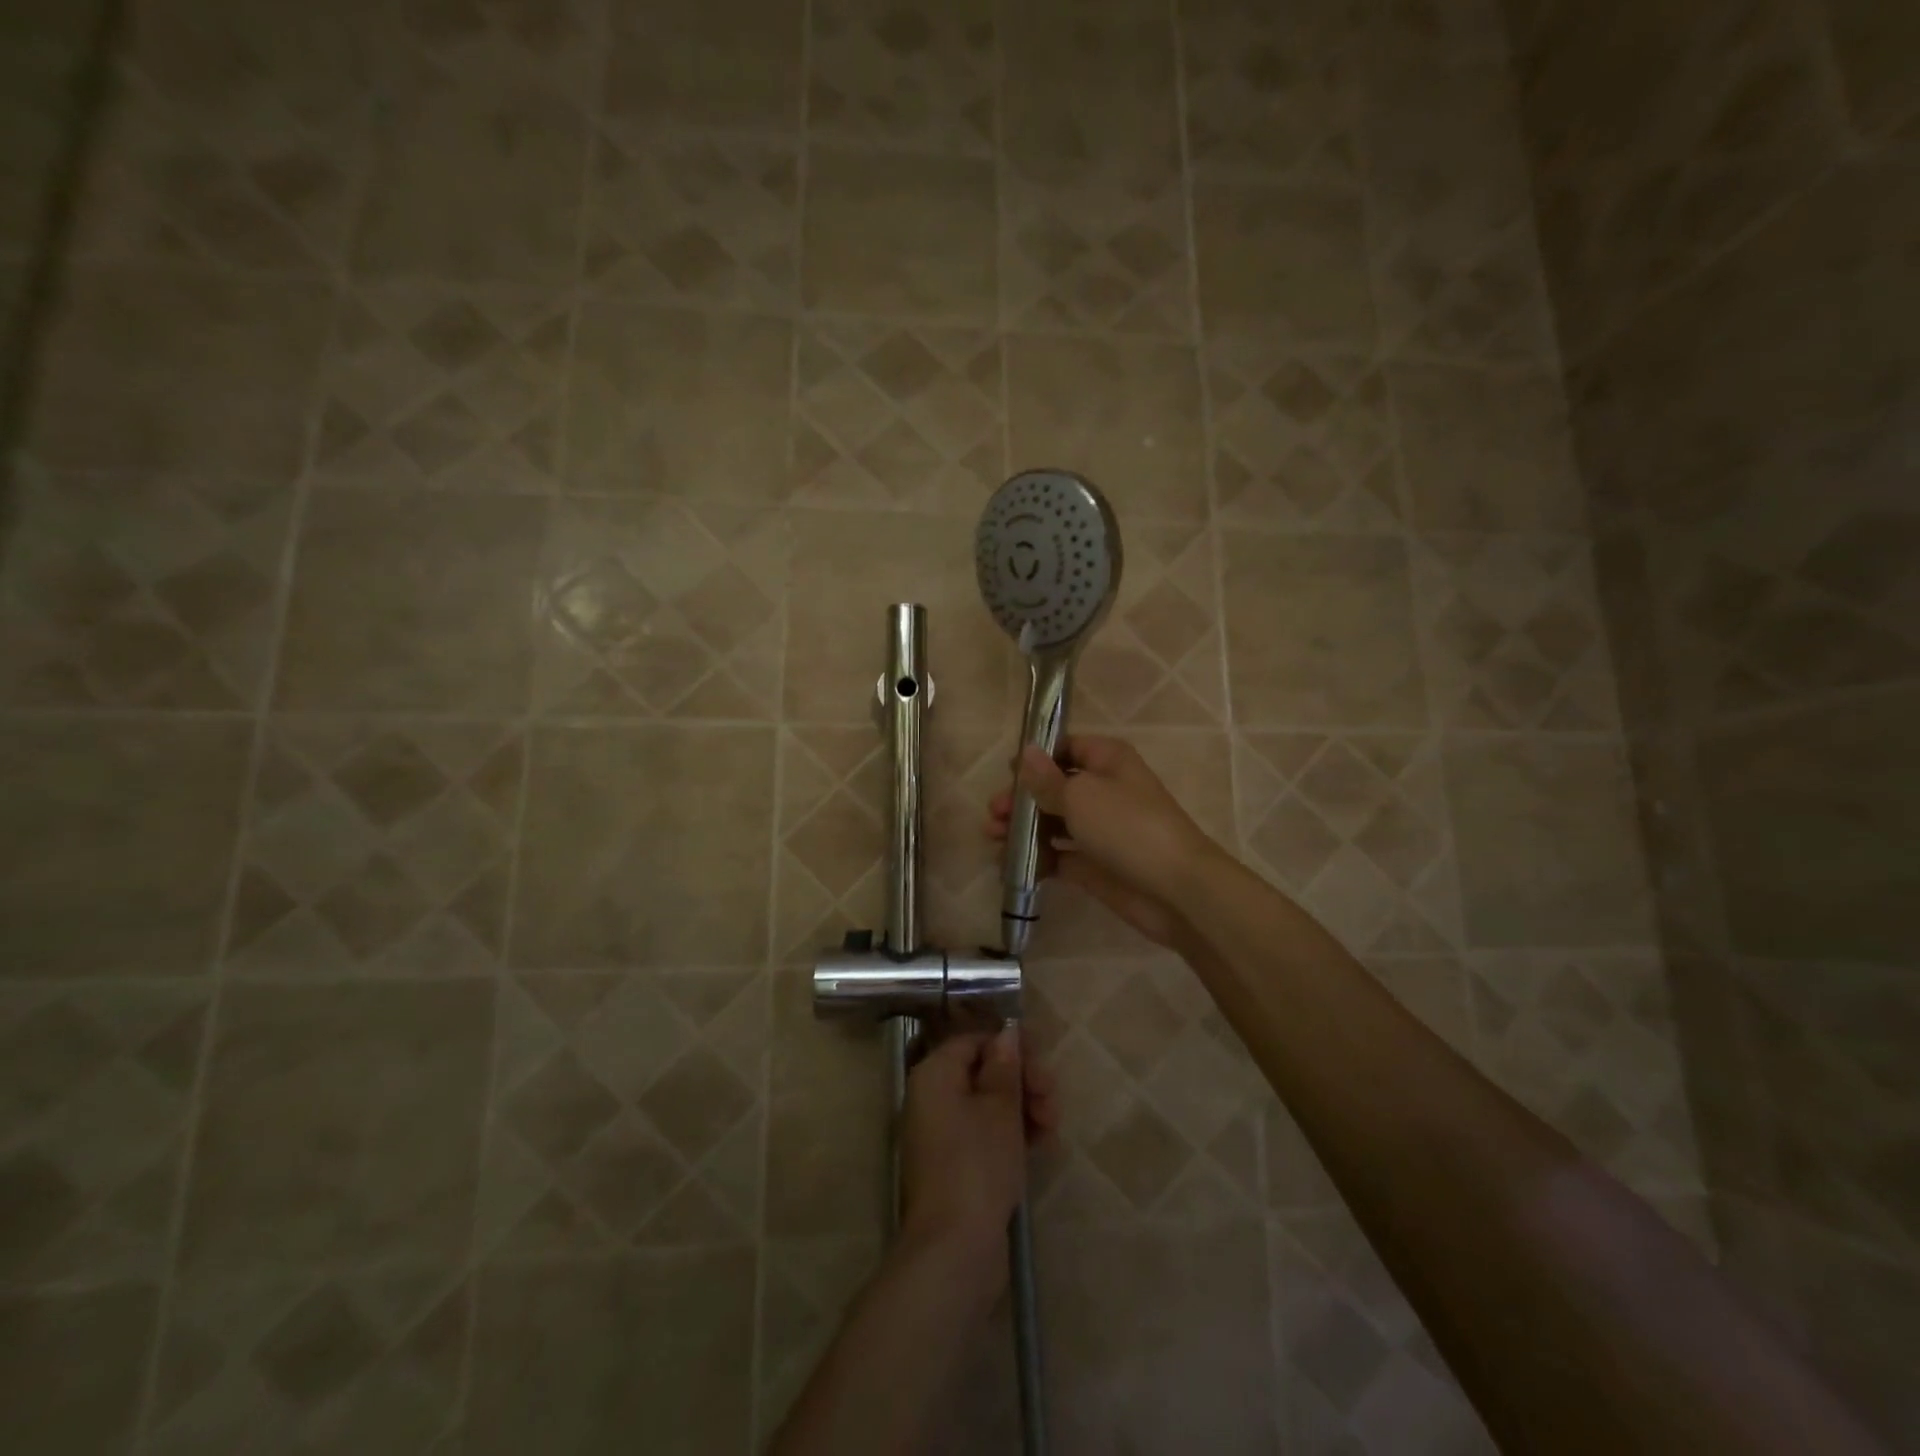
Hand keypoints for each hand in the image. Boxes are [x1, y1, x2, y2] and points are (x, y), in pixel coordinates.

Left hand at [899, 1027, 1055, 1255]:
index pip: (974, 1041)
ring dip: (1025, 1109)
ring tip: (1052, 1128)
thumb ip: (1005, 1067)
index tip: (1042, 1057)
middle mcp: (933, 1098)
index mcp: (935, 1075)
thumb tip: (1007, 1033)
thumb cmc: (977, 1165)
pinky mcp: (958, 1166)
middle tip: (1052, 1098)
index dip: (1010, 1045)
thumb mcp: (1000, 1109)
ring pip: (990, 1105)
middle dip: (1023, 1081)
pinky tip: (1044, 1145)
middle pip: (984, 1072)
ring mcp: (945, 1134)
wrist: (955, 1249)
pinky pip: (988, 1135)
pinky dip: (1014, 1135)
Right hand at [984, 735, 1223, 948]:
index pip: (1066, 748)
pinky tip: (1012, 866)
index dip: (1036, 759)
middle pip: (1054, 788)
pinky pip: (1058, 855)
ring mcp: (1100, 830)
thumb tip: (1026, 751)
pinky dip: (1036, 859)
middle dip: (1022, 799)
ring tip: (994, 840)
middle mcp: (1104, 790)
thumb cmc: (1127, 827)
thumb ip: (1047, 779)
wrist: (1174, 889)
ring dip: (1023, 829)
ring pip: (1053, 823)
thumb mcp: (1081, 795)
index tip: (1007, 774)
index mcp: (1107, 761)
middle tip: (993, 815)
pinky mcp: (1094, 865)